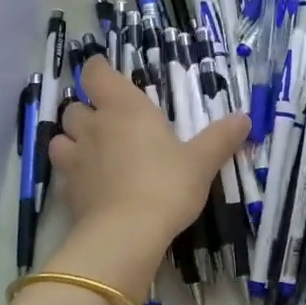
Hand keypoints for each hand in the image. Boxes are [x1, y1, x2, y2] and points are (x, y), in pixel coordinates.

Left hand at [48, 57, 248, 269]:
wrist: (127, 234)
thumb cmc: (167, 186)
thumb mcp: (201, 162)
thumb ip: (220, 138)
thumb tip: (245, 117)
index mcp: (125, 108)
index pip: (96, 73)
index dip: (99, 70)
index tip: (108, 75)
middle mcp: (94, 126)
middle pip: (75, 106)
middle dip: (87, 110)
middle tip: (108, 122)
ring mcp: (75, 158)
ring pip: (61, 136)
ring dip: (72, 139)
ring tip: (92, 150)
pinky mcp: (67, 189)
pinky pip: (63, 171)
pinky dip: (72, 171)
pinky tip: (89, 182)